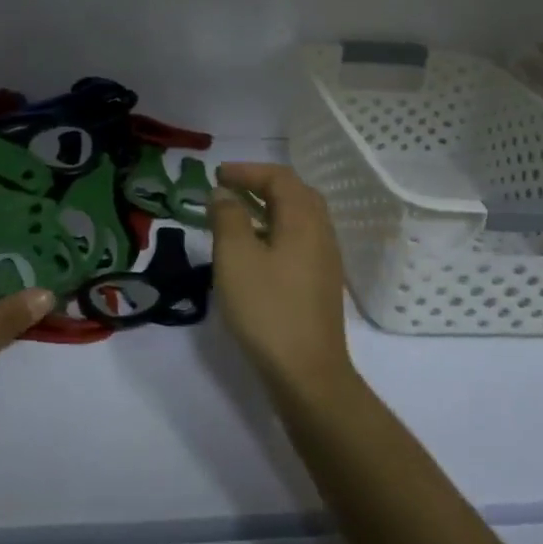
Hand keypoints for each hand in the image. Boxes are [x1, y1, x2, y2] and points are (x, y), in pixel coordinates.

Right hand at [207, 162, 356, 398]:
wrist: (307, 372)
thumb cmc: (267, 308)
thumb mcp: (236, 257)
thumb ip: (228, 218)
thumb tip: (224, 194)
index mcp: (304, 219)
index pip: (279, 178)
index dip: (248, 171)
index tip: (217, 174)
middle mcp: (321, 233)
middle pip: (294, 194)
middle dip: (260, 185)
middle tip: (228, 188)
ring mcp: (324, 260)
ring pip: (297, 219)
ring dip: (267, 209)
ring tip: (235, 216)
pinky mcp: (320, 283)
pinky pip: (298, 241)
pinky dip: (274, 232)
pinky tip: (253, 252)